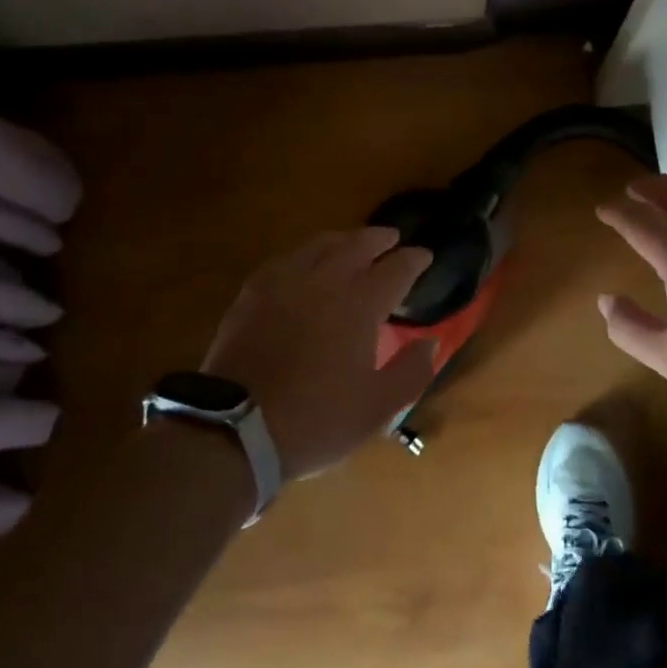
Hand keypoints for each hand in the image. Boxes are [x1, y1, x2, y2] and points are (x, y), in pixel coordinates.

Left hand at [200, 227, 435, 478]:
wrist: (236, 429)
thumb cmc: (316, 419)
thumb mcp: (378, 408)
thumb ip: (412, 371)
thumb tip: (430, 342)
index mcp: (360, 304)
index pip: (396, 268)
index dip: (414, 259)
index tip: (425, 256)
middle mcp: (324, 281)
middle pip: (357, 244)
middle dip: (379, 238)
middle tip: (392, 238)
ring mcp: (284, 282)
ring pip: (319, 245)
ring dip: (343, 239)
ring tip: (352, 243)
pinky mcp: (252, 293)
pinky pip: (285, 259)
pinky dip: (305, 254)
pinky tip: (303, 263)